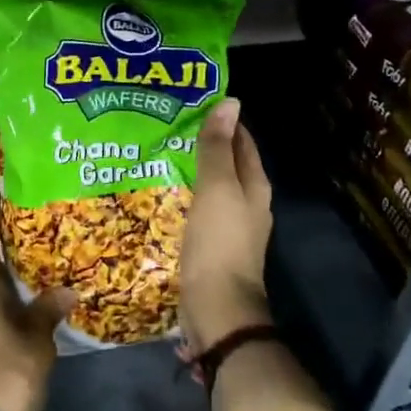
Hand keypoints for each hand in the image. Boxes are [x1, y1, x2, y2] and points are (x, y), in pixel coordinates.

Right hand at [180, 98, 274, 351]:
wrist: (217, 308)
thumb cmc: (219, 242)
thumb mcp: (217, 188)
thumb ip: (218, 148)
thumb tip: (231, 103)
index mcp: (254, 187)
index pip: (241, 142)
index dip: (221, 121)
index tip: (190, 103)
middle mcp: (246, 204)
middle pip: (225, 164)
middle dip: (201, 145)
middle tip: (165, 124)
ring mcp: (228, 227)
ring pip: (209, 188)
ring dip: (188, 171)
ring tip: (156, 153)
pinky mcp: (209, 246)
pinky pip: (195, 211)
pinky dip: (181, 197)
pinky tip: (159, 193)